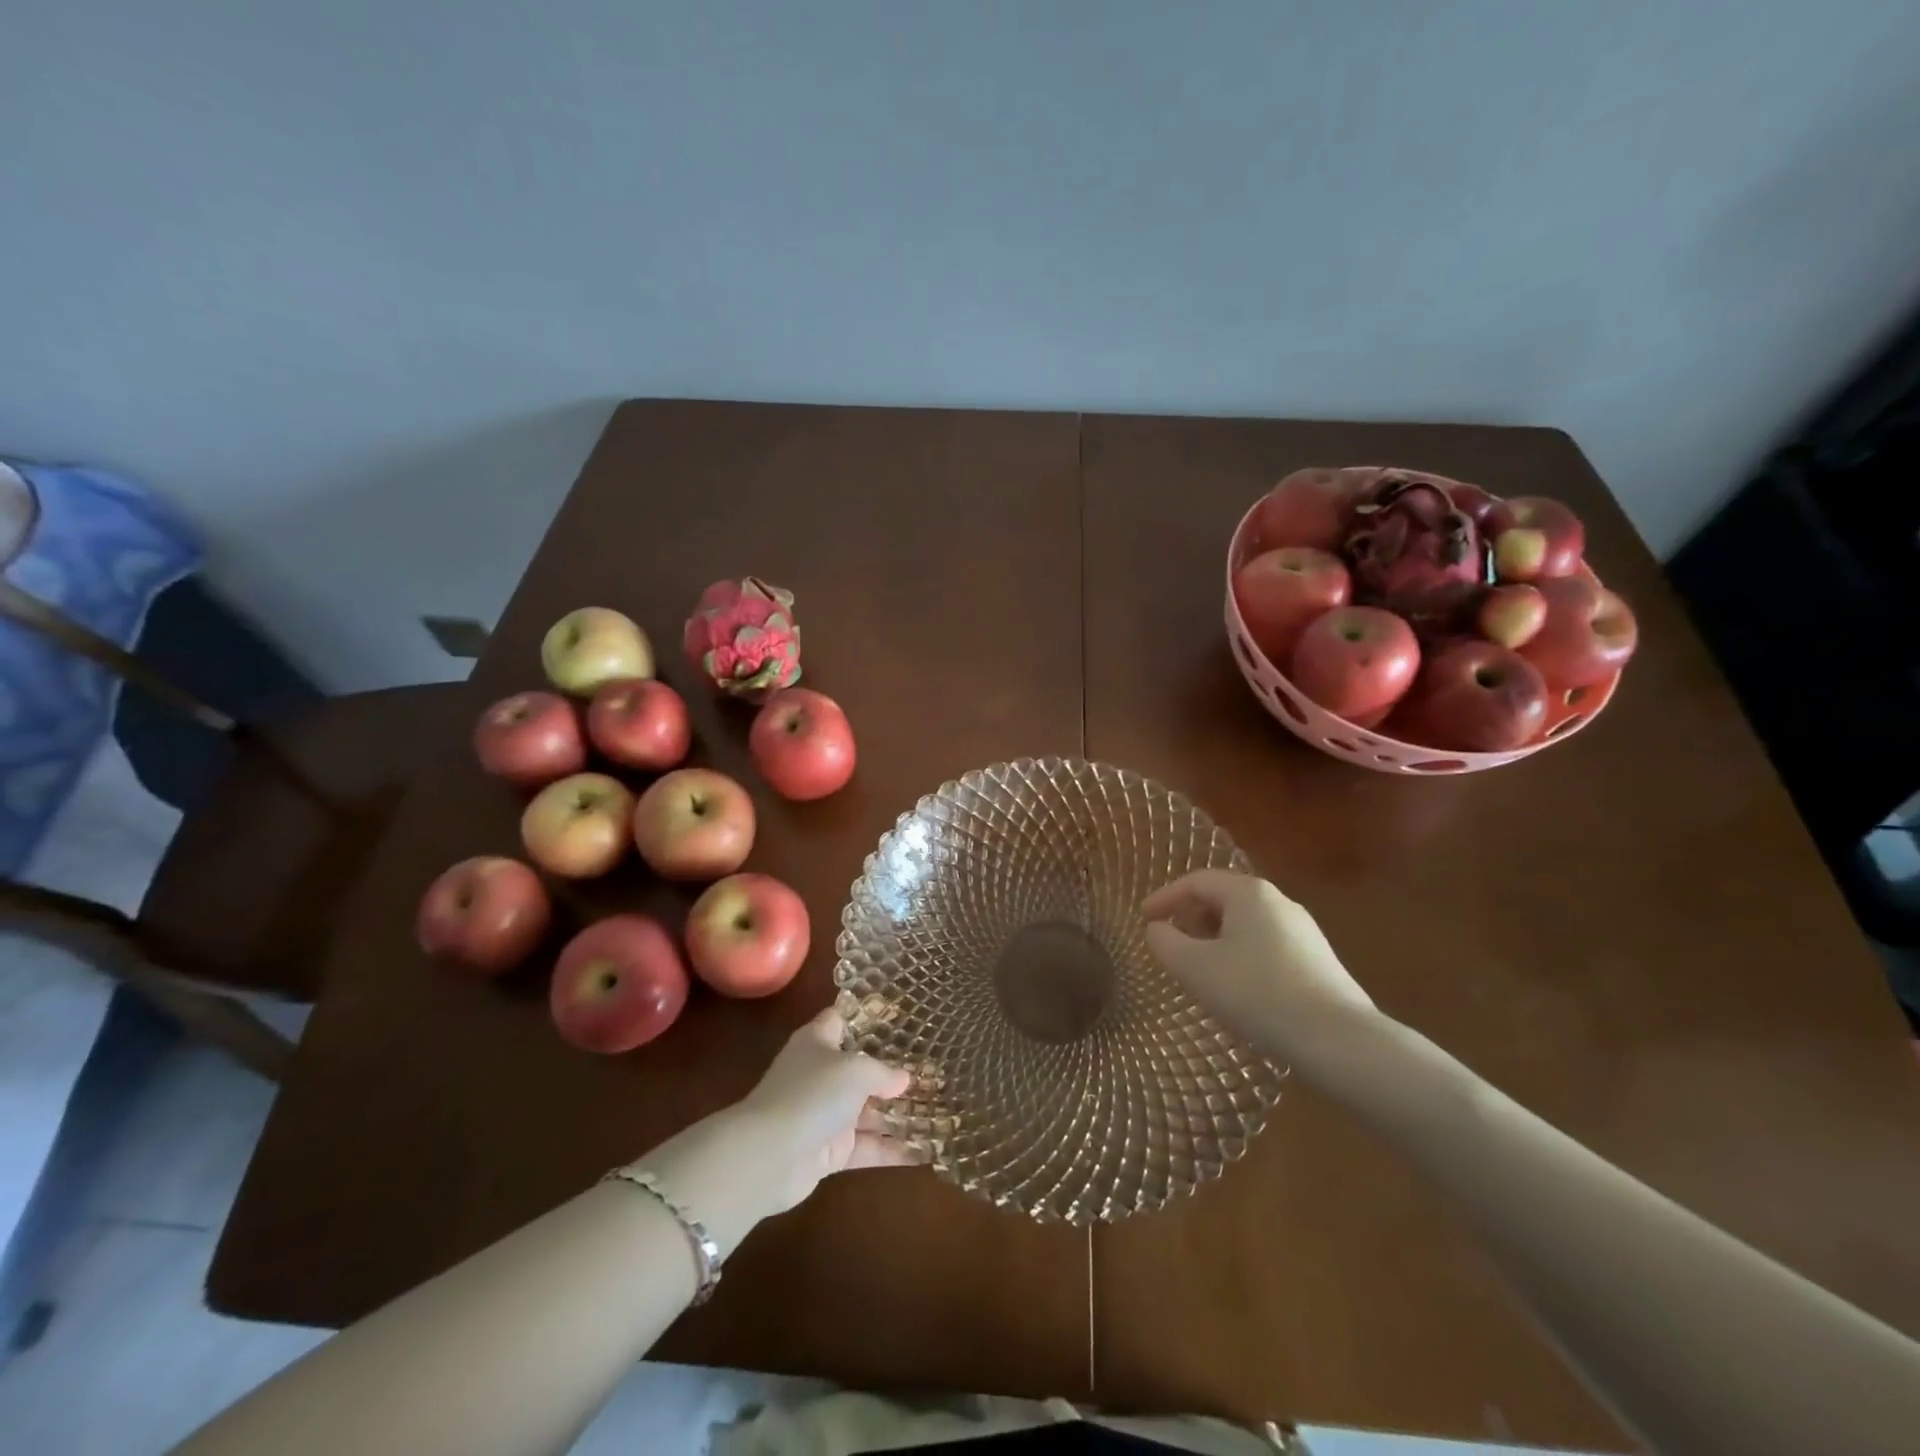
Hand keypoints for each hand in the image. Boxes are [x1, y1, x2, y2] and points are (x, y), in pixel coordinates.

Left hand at [731, 1008, 918, 1212]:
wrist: (770, 1156)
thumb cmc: (812, 1094)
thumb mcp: (855, 1071)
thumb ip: (883, 1073)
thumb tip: (904, 1078)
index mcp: (818, 1042)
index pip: (841, 1019)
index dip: (866, 1017)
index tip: (899, 1018)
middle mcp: (820, 1074)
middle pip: (860, 1068)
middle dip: (893, 1072)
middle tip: (932, 1072)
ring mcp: (824, 1114)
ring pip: (867, 1111)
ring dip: (898, 1114)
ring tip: (938, 1111)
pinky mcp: (829, 1152)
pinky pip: (866, 1147)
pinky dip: (891, 1150)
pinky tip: (924, 1152)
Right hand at [1142, 869, 1374, 1059]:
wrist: (1338, 1040)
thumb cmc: (1257, 993)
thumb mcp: (1195, 968)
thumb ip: (1165, 943)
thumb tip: (1157, 930)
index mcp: (1249, 893)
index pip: (1196, 882)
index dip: (1164, 897)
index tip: (1143, 919)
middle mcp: (1279, 901)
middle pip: (1222, 899)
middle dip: (1190, 919)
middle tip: (1170, 945)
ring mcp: (1303, 931)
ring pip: (1245, 924)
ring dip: (1214, 940)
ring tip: (1198, 970)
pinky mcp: (1317, 960)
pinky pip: (1265, 945)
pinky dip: (1239, 955)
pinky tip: (1236, 988)